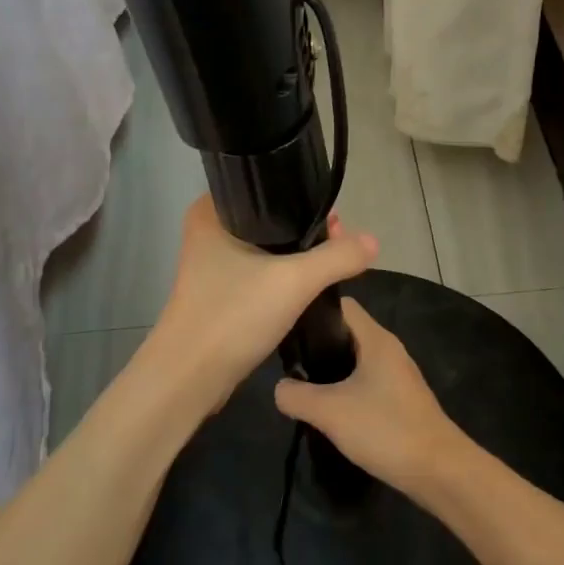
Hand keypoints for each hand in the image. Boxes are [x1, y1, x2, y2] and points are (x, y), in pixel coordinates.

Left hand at [150, 196, 377, 412]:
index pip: (266, 188)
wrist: (190, 376)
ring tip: (333, 262)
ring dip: (296, 257)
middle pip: (270, 219)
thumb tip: (372, 240)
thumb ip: (337, 257)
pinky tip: (308, 286)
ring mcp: (211, 265)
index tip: (336, 218)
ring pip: (266, 249)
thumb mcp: (294, 281)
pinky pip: (259, 274)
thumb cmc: (234, 315)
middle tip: (341, 242)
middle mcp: (207, 231)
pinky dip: (282, 277)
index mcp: (211, 211)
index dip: (304, 198)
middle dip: (307, 230)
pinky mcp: (219, 292)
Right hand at [273, 298, 465, 497]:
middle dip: (316, 344)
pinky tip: (329, 409)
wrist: (440, 472)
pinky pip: (365, 383)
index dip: (311, 310)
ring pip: (355, 360)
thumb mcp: (329, 412)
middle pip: (345, 333)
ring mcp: (397, 376)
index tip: (285, 326)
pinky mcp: (400, 400)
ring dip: (330, 370)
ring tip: (301, 385)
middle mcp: (388, 350)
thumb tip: (279, 388)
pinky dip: (345, 390)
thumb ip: (295, 395)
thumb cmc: (385, 429)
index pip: (341, 305)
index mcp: (375, 339)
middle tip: (287, 361)